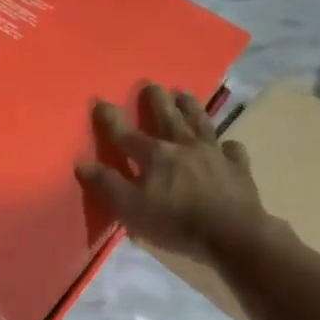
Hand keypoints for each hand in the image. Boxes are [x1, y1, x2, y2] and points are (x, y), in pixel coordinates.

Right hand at [77, 82, 266, 259]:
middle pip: (168, 117)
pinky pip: (231, 150)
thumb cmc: (176, 222)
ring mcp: (213, 154)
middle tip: (151, 84)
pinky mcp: (237, 168)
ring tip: (183, 94)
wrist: (232, 234)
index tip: (99, 100)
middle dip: (156, 100)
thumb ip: (107, 184)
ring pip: (200, 123)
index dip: (111, 118)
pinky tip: (226, 144)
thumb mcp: (131, 208)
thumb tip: (82, 163)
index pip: (126, 133)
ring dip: (190, 107)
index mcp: (155, 155)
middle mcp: (184, 146)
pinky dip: (227, 145)